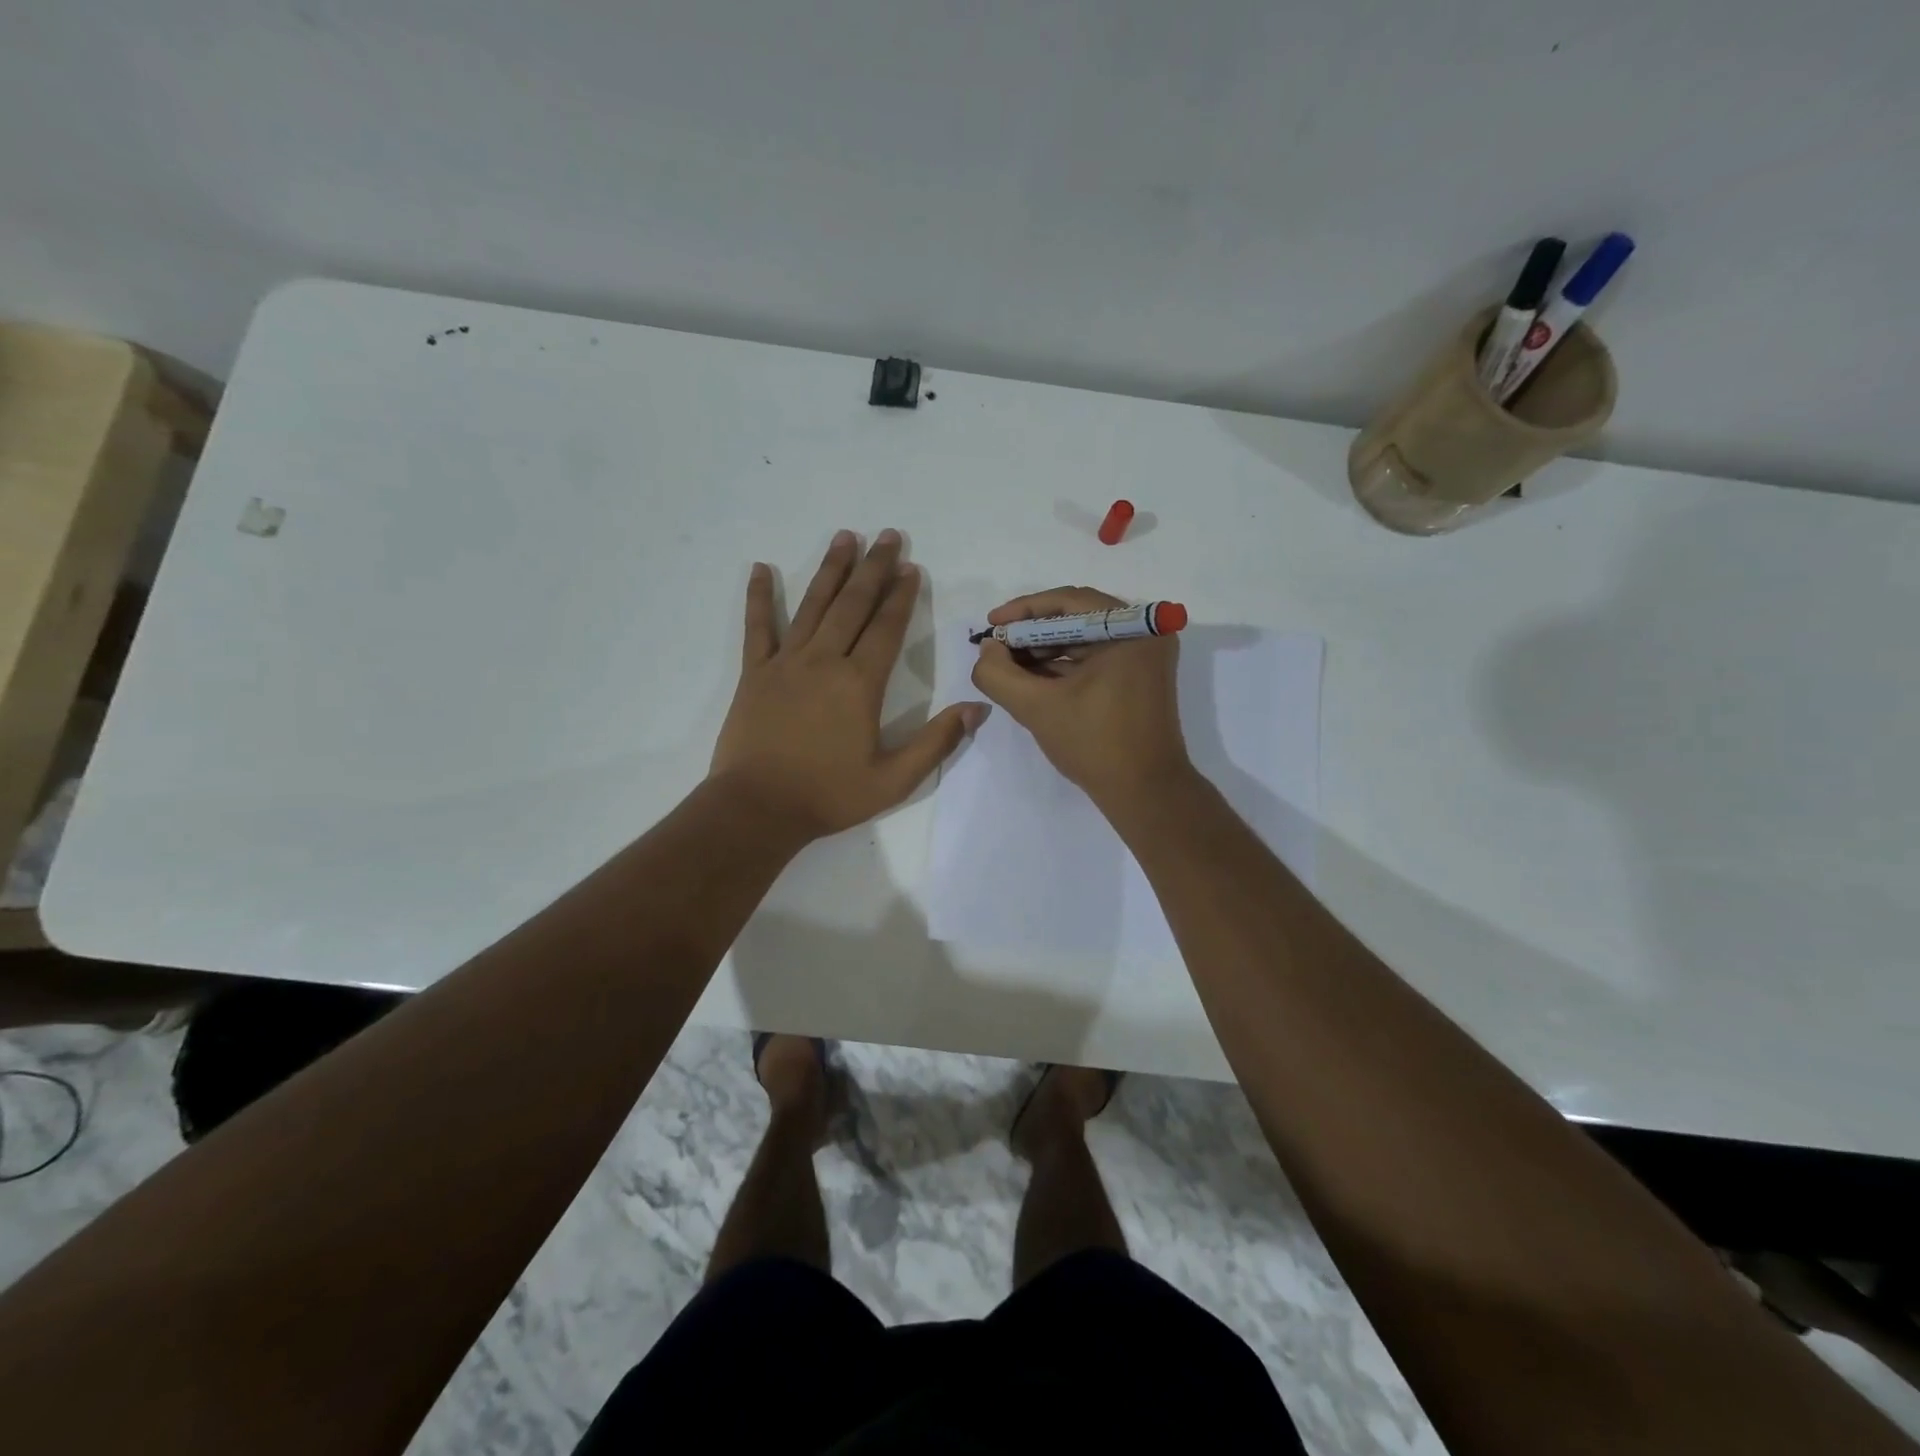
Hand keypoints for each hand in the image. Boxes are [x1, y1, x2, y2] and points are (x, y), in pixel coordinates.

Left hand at [710, 529, 986, 839]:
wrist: (757, 808)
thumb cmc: (828, 795)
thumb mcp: (894, 779)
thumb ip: (937, 742)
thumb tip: (977, 708)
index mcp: (860, 684)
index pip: (886, 628)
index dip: (901, 596)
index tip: (911, 568)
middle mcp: (824, 661)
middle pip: (853, 605)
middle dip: (873, 568)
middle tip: (888, 536)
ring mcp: (786, 663)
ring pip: (813, 606)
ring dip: (831, 570)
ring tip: (845, 537)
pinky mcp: (755, 674)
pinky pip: (758, 627)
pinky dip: (759, 597)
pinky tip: (761, 569)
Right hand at [969, 586, 1191, 813]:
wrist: (1145, 793)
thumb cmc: (1095, 744)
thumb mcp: (1037, 707)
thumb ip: (999, 674)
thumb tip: (987, 650)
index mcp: (1131, 629)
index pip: (1068, 601)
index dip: (1023, 611)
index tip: (990, 626)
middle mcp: (1145, 633)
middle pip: (1076, 617)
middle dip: (1031, 633)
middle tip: (995, 648)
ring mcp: (1145, 656)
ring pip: (1083, 640)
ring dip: (1044, 651)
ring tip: (1007, 666)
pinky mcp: (1140, 678)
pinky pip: (1095, 659)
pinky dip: (1063, 666)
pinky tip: (1031, 679)